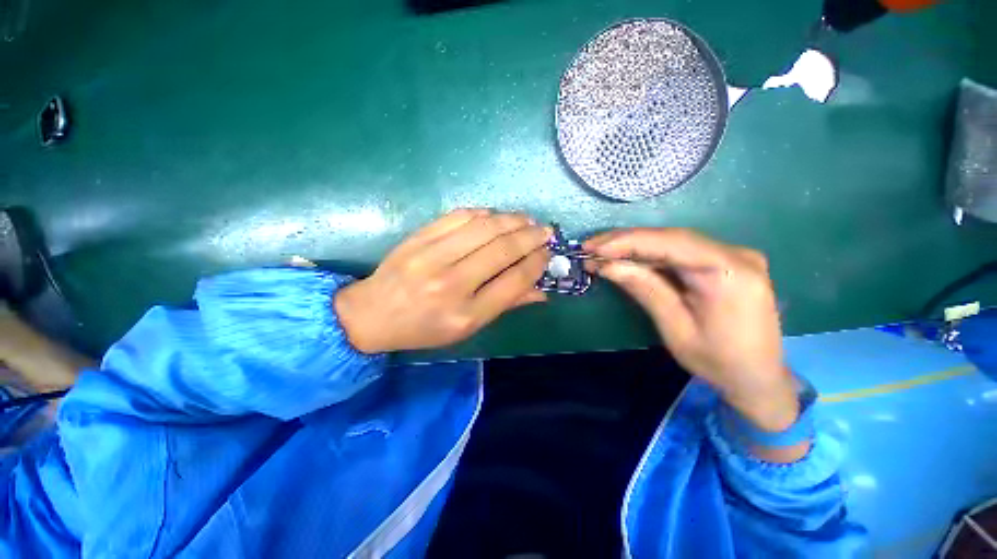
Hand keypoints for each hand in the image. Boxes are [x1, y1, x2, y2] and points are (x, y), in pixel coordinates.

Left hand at [334, 209, 550, 352]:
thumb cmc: (424, 328)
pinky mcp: (419, 238)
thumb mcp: (467, 328)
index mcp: (466, 314)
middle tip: (544, 230)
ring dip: (511, 219)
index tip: (547, 253)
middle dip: (530, 236)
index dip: (536, 263)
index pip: (514, 281)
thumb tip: (541, 290)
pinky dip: (483, 213)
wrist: (373, 314)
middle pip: (502, 250)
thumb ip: (505, 306)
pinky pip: (458, 217)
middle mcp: (452, 284)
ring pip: (484, 227)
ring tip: (526, 219)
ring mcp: (432, 257)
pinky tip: (495, 216)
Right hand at [584, 229, 797, 432]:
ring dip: (635, 246)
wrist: (759, 378)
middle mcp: (736, 255)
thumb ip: (644, 289)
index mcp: (729, 273)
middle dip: (626, 241)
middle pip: (671, 237)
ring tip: (601, 252)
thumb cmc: (718, 361)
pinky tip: (628, 259)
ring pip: (673, 242)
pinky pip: (681, 252)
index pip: (671, 243)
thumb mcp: (675, 328)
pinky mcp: (725, 263)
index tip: (593, 247)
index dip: (628, 242)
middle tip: (590, 247)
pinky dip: (651, 255)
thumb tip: (607, 265)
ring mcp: (733, 256)